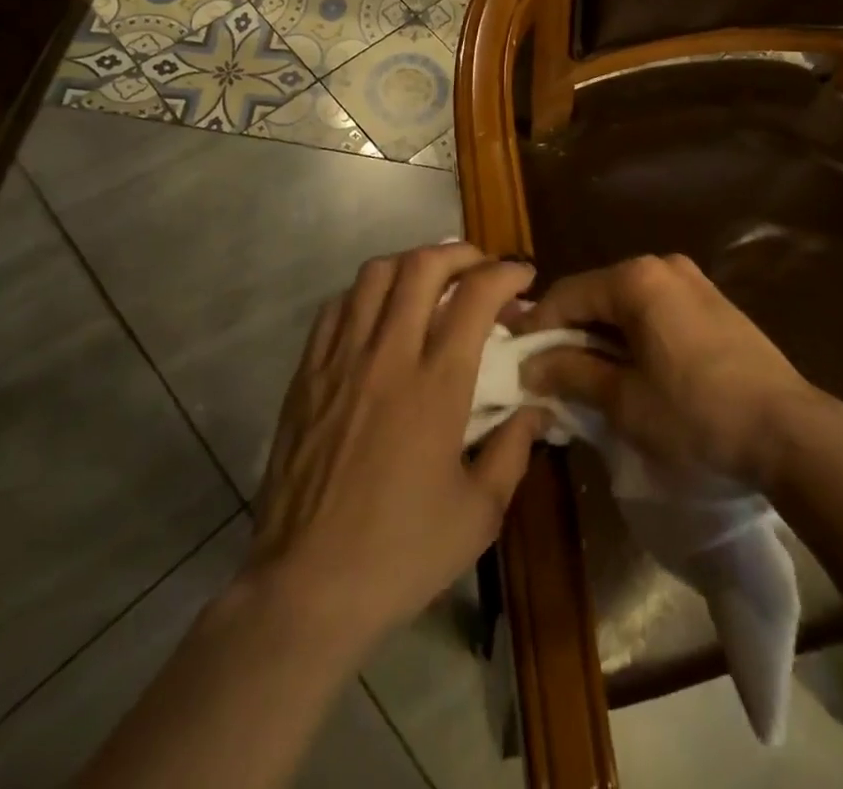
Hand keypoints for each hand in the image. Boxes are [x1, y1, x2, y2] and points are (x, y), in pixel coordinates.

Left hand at [246, 244, 545, 645]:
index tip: (523, 279)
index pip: (475, 295)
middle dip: (461, 253)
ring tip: (432, 283)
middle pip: (422, 265)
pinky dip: (366, 294)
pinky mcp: (307, 373)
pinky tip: (380, 315)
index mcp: (436, 385)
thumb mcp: (480, 514)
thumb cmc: (400, 554)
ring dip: (412, 264)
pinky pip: (336, 307)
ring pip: (375, 274)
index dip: (506, 273)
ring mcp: (340, 359)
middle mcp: (388, 355)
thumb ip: (514, 450)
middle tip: (481, 270)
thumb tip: (537, 408)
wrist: (305, 589)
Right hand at [518, 253, 825, 488]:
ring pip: (627, 305)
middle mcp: (662, 266)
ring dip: (601, 338)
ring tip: (584, 380)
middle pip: (597, 296)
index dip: (536, 330)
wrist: (790, 432)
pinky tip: (629, 372)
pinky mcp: (713, 303)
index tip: (515, 363)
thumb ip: (571, 374)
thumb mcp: (624, 401)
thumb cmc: (697, 415)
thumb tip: (529, 367)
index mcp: (636, 279)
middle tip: (547, 376)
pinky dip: (633, 337)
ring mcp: (692, 282)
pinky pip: (656, 312)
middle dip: (569, 335)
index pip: (566, 295)